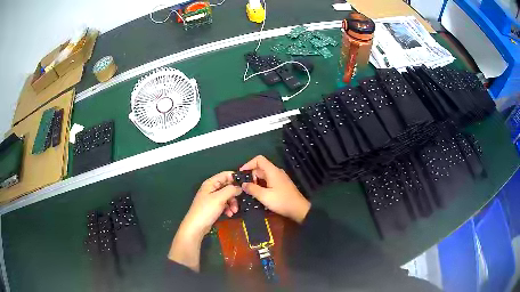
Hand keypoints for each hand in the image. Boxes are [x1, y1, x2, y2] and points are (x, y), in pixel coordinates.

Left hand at [168, 171, 241, 270]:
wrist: (196, 226)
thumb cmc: (207, 210)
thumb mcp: (220, 198)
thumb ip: (231, 190)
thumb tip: (240, 187)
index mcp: (211, 183)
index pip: (226, 175)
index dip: (235, 178)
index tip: (245, 185)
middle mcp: (211, 188)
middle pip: (227, 186)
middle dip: (234, 194)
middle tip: (240, 201)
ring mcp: (212, 198)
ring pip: (227, 196)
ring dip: (232, 203)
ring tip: (234, 211)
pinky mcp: (213, 207)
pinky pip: (224, 204)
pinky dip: (228, 208)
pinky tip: (229, 214)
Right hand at [240, 155, 310, 223]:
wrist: (298, 209)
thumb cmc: (281, 201)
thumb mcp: (264, 196)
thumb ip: (252, 189)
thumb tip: (243, 184)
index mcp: (272, 171)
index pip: (259, 159)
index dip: (248, 164)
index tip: (241, 174)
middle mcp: (276, 172)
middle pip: (260, 168)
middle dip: (251, 175)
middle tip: (244, 187)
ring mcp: (280, 178)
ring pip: (264, 175)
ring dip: (256, 181)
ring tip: (250, 192)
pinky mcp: (281, 184)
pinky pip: (269, 180)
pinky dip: (262, 185)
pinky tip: (259, 194)